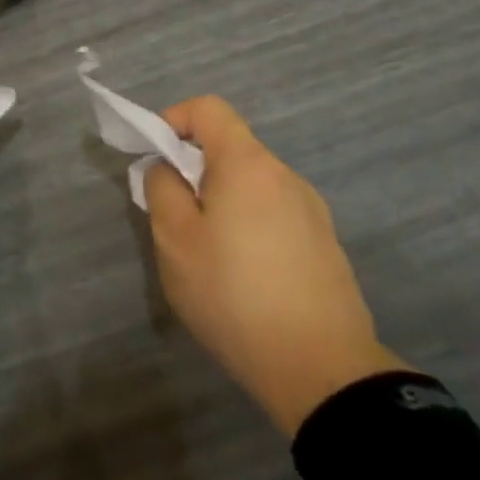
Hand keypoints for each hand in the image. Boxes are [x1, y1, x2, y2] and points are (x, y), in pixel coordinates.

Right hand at [144, 97, 407, 436]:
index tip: (155, 157)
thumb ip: (162, 189)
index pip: (208, 109)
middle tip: (173, 217)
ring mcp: (311, 211)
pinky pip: (274, 216)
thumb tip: (168, 169)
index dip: (174, 119)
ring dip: (222, 202)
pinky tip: (243, 278)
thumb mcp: (175, 240)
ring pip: (252, 186)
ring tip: (207, 255)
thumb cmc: (234, 294)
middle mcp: (285, 176)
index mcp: (248, 164)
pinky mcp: (324, 245)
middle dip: (194, 170)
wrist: (321, 369)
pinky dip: (248, 227)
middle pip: (231, 149)